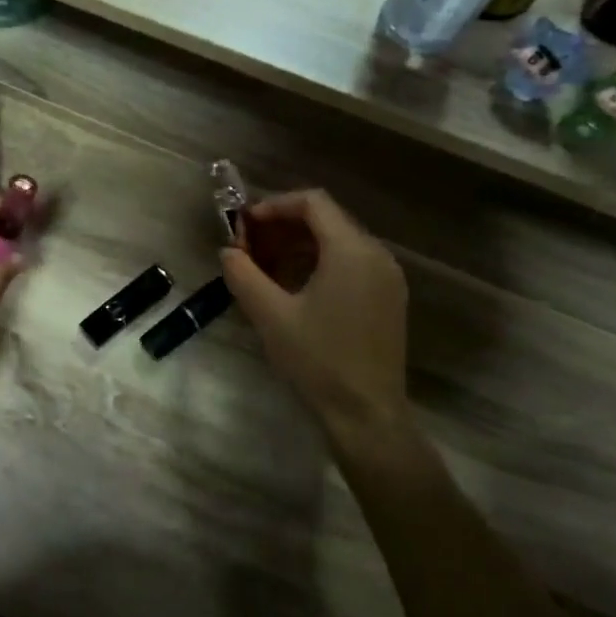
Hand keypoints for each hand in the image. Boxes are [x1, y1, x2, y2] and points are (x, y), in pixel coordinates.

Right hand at [221, 190, 408, 444]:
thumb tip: (228, 251)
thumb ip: (243, 275)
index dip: (275, 205)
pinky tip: (293, 285)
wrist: (366, 414)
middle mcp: (376, 255)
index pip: (314, 202)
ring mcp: (386, 277)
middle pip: (327, 219)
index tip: (245, 225)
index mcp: (351, 251)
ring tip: (264, 265)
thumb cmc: (318, 360)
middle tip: (249, 246)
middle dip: (283, 225)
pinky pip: (351, 262)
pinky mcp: (388, 298)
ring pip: (338, 241)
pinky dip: (319, 261)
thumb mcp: (270, 315)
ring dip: (299, 244)